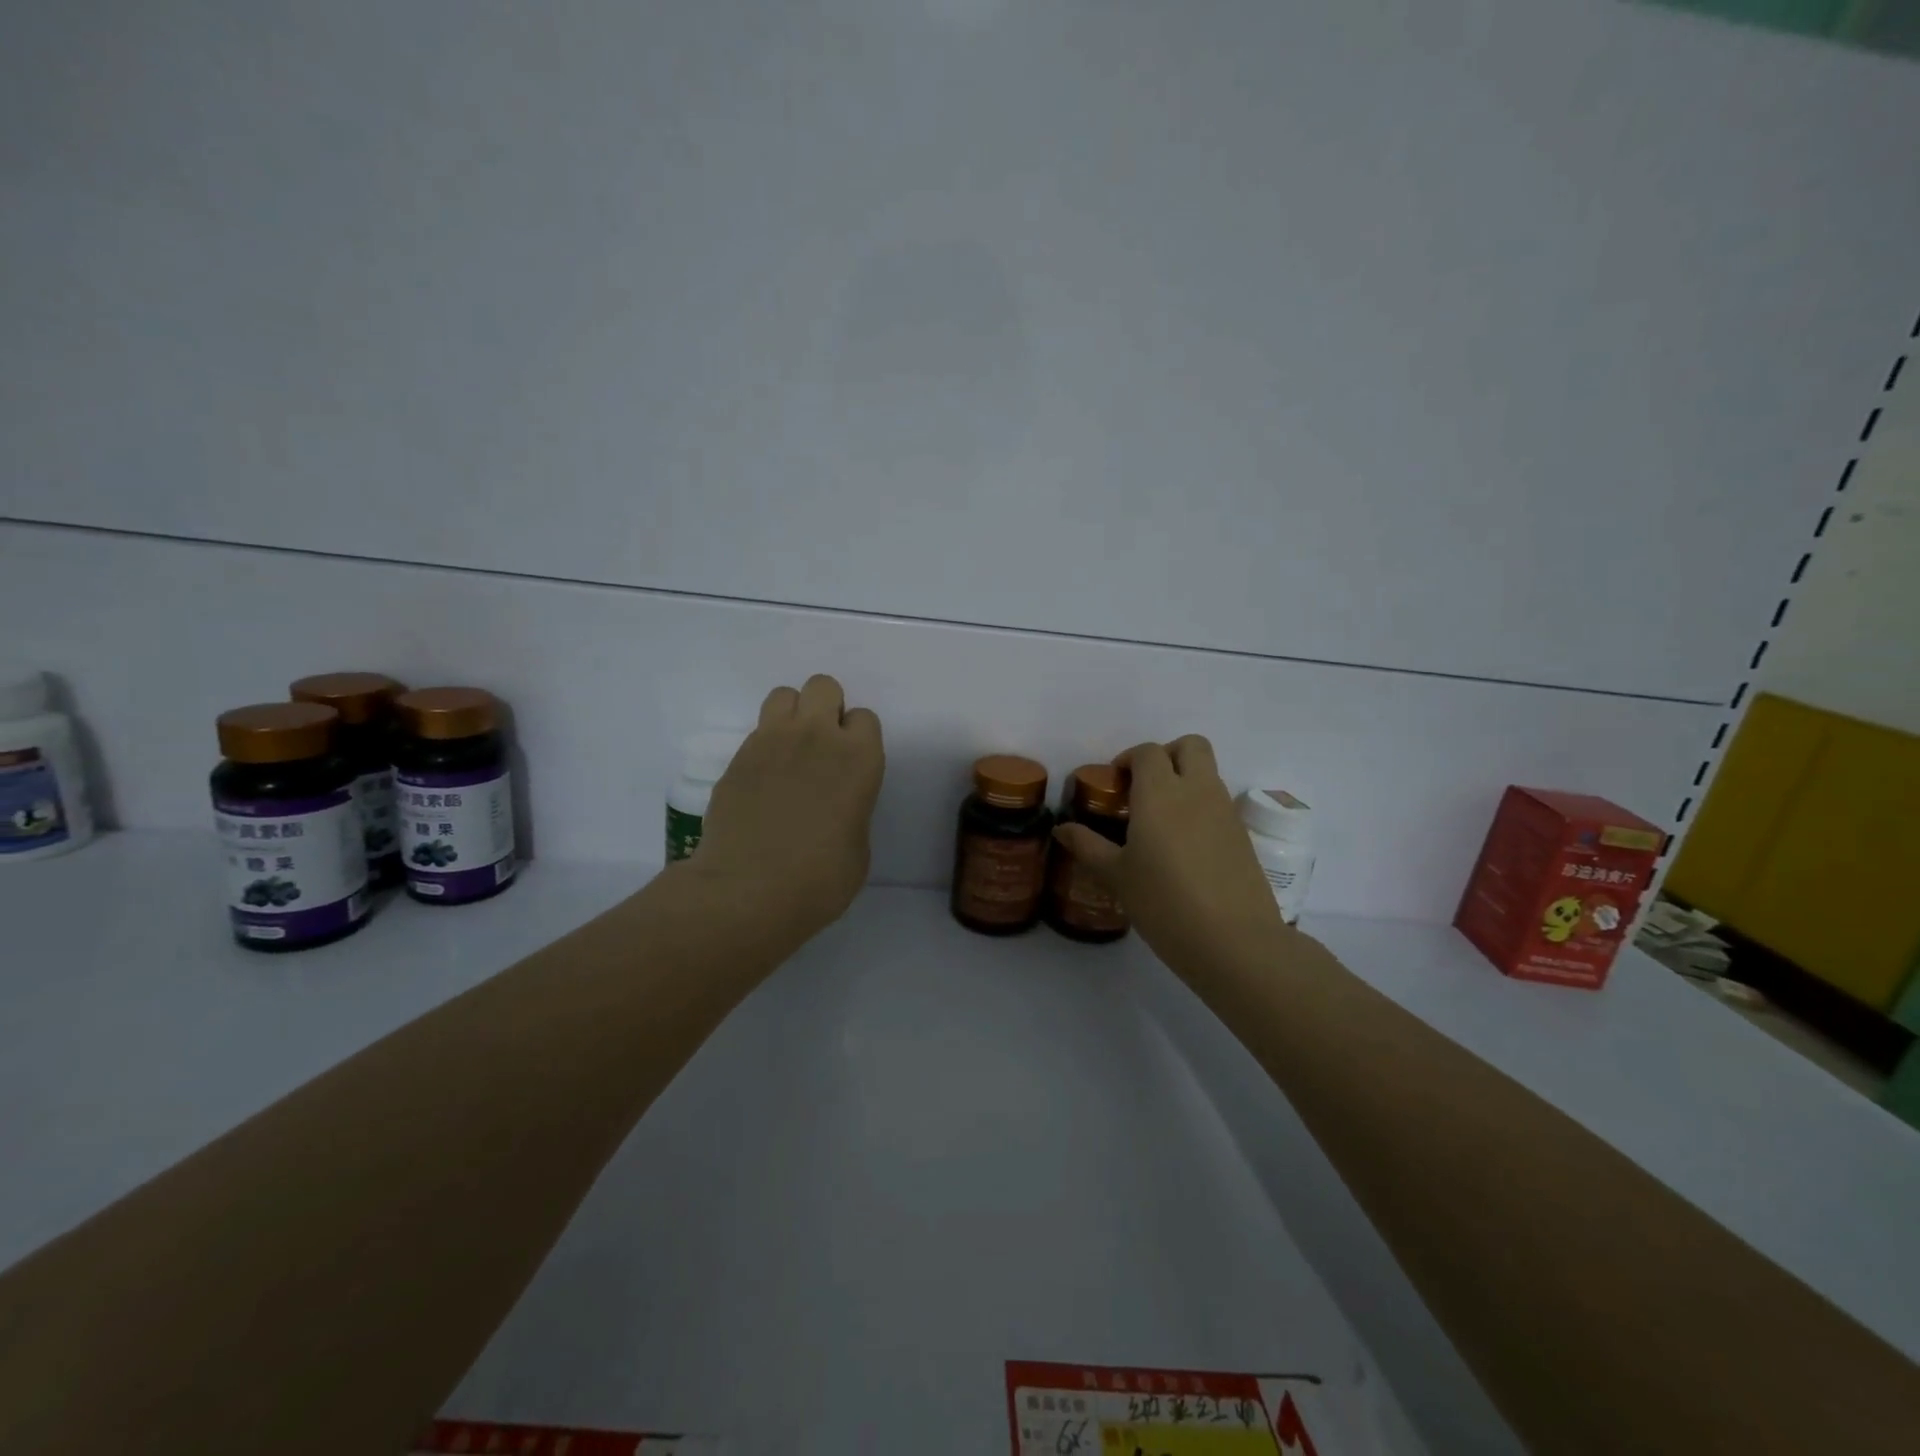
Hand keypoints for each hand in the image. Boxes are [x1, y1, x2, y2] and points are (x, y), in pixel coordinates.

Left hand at [685, 674, 885, 935]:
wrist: (748, 890)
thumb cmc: (819, 879)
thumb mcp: (858, 846)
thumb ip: (853, 809)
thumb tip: (837, 806)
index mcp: (858, 758)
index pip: (865, 717)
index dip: (859, 738)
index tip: (851, 764)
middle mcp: (817, 736)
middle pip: (823, 686)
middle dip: (826, 708)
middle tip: (821, 747)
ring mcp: (771, 742)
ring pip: (784, 695)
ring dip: (792, 716)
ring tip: (789, 752)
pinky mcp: (737, 757)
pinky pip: (756, 731)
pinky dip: (764, 746)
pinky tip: (763, 780)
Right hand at [1053, 736, 1285, 975]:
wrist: (1233, 941)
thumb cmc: (1164, 902)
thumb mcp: (1117, 876)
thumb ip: (1088, 846)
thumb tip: (1063, 829)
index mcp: (1161, 793)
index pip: (1148, 752)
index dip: (1129, 759)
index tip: (1115, 784)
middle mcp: (1197, 791)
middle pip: (1190, 746)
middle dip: (1167, 755)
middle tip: (1144, 787)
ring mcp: (1225, 812)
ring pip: (1208, 773)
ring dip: (1185, 780)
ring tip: (1160, 821)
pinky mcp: (1243, 836)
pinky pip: (1219, 804)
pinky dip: (1201, 808)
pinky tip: (1184, 848)